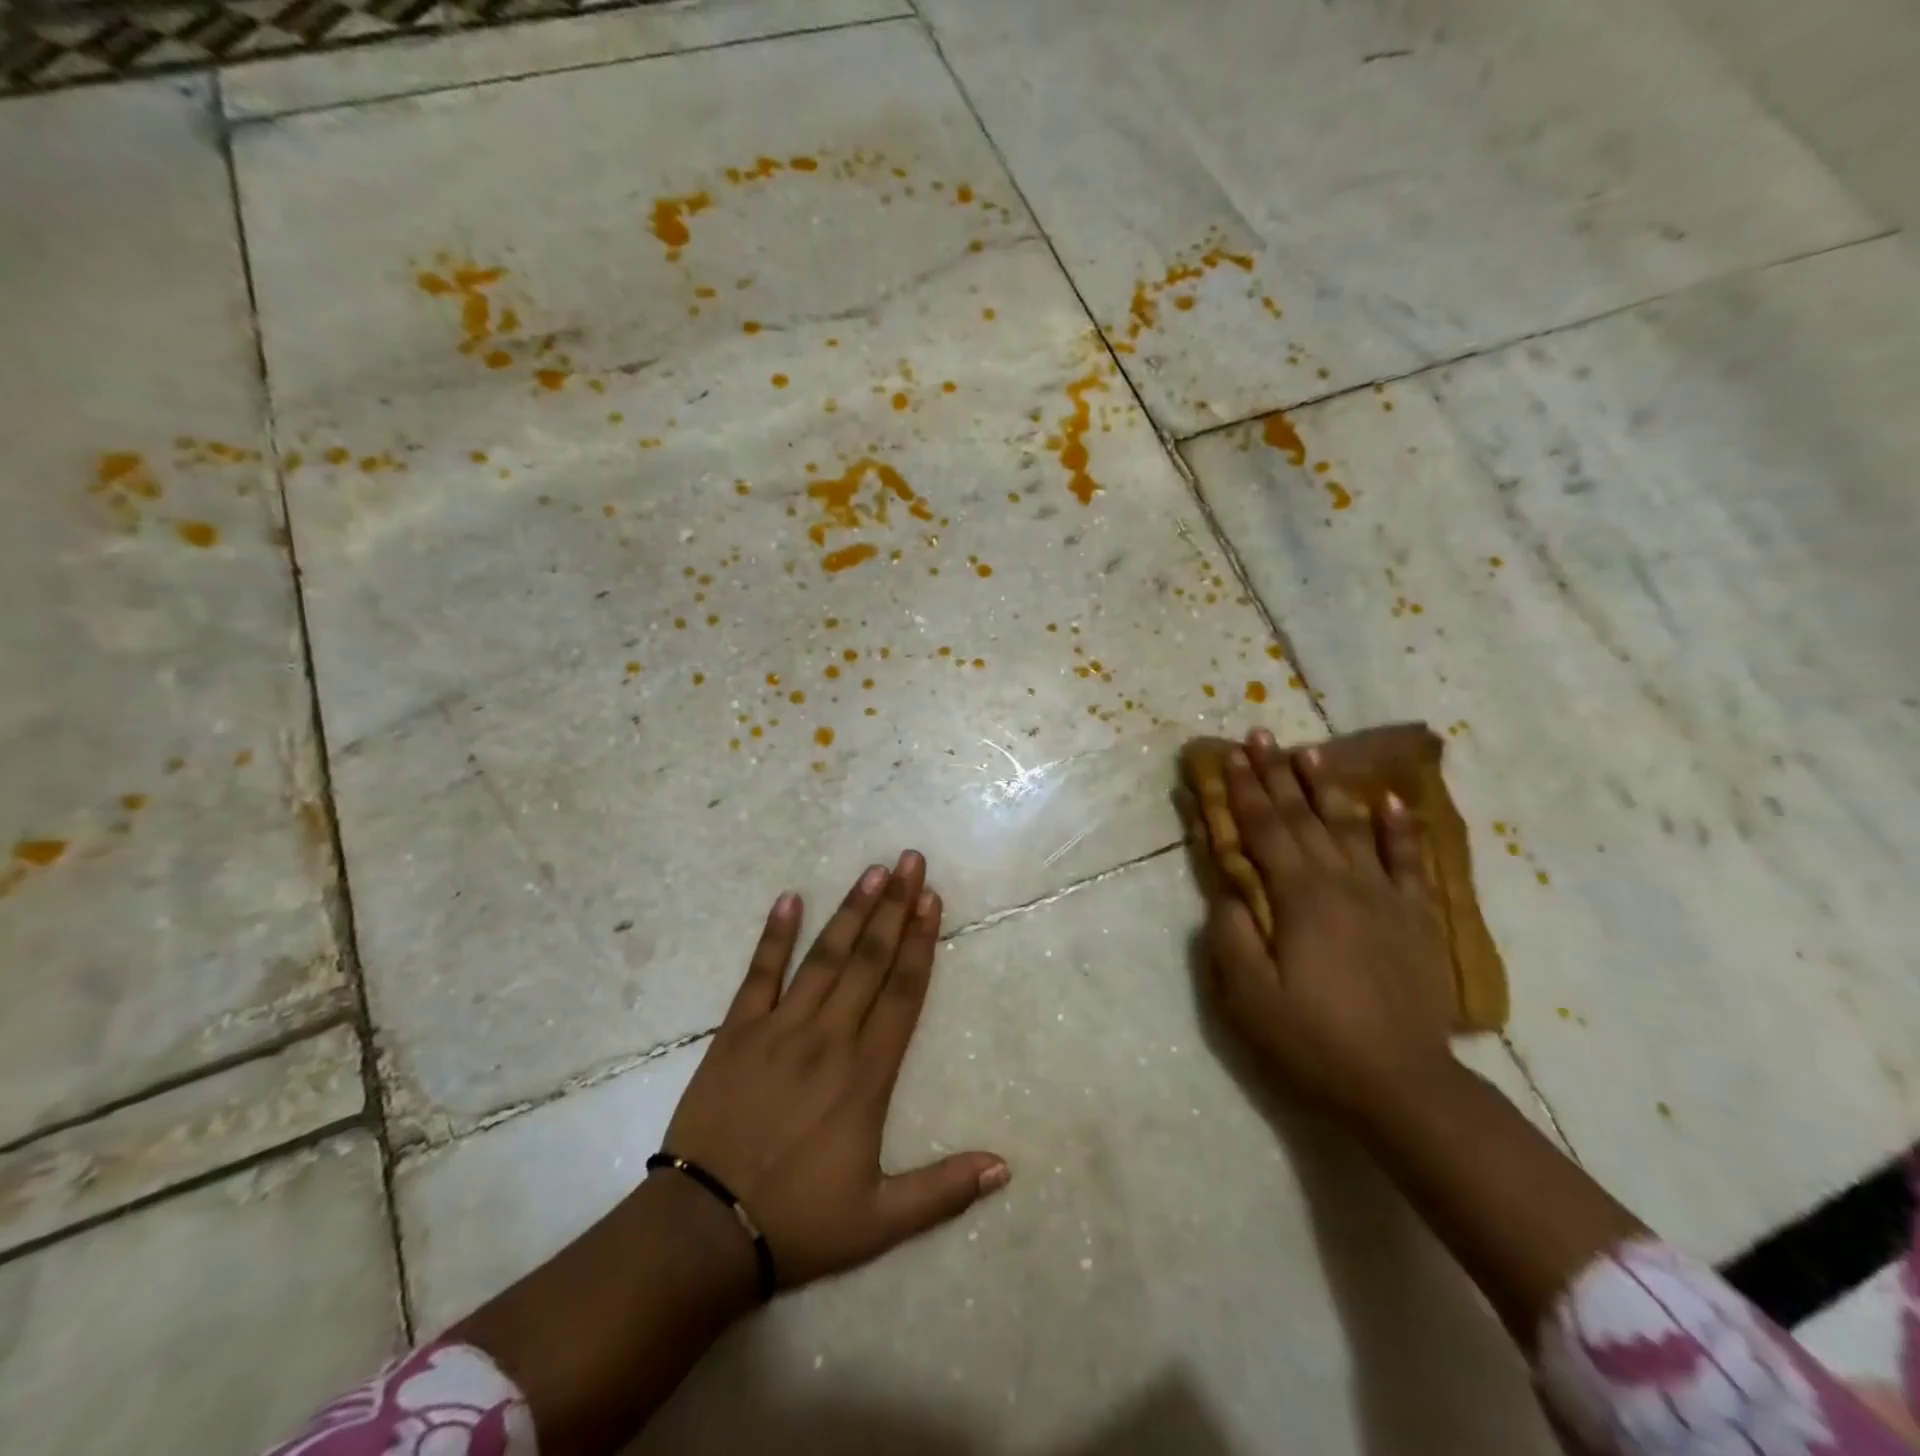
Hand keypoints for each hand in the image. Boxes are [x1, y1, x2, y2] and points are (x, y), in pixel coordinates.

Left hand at [660, 851, 1009, 1290]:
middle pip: (869, 960)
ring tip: (873, 871)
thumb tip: (1004, 1167)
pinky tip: (789, 899)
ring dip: (850, 911)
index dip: (920, 943)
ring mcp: (779, 1029)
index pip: (902, 993)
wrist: (703, 1231)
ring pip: (824, 957)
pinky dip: (774, 936)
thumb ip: (942, 1190)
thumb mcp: (879, 1221)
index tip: (932, 901)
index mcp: (866, 1075)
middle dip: (894, 908)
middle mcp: (828, 1038)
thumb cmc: (798, 1222)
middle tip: (911, 861)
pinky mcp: (736, 1032)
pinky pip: (759, 975)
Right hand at [1201, 730, 1455, 1124]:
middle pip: (1302, 816)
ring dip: (1327, 786)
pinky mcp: (1415, 917)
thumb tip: (1228, 890)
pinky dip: (1400, 828)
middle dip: (1276, 773)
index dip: (1243, 790)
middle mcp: (1341, 882)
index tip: (1228, 755)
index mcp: (1298, 897)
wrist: (1402, 1084)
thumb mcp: (1248, 995)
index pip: (1264, 829)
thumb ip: (1230, 934)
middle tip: (1259, 735)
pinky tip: (1391, 801)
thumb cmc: (1313, 1039)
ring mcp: (1383, 896)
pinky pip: (1408, 861)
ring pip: (1350, 826)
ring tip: (1310, 752)